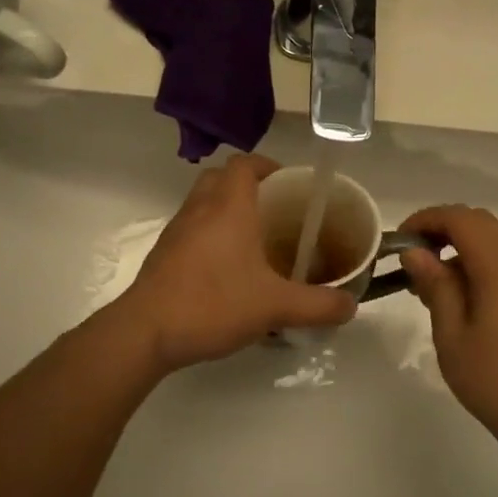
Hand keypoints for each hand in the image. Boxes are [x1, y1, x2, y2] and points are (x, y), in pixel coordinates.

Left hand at [117, 155, 356, 373]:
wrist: (145, 332)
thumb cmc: (213, 304)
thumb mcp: (275, 307)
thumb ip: (318, 305)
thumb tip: (351, 306)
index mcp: (228, 207)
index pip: (244, 164)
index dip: (266, 165)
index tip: (287, 183)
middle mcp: (199, 209)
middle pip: (220, 177)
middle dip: (246, 185)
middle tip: (273, 210)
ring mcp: (176, 230)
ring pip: (202, 202)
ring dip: (225, 209)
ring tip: (253, 239)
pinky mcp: (163, 254)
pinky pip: (190, 228)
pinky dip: (209, 234)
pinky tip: (226, 268)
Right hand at [398, 205, 497, 449]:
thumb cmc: (492, 378)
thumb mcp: (451, 333)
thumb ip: (435, 285)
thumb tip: (415, 252)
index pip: (461, 219)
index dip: (427, 219)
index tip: (400, 240)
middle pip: (479, 222)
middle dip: (442, 228)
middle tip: (412, 256)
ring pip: (493, 238)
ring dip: (459, 244)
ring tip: (429, 280)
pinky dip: (477, 260)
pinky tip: (457, 294)